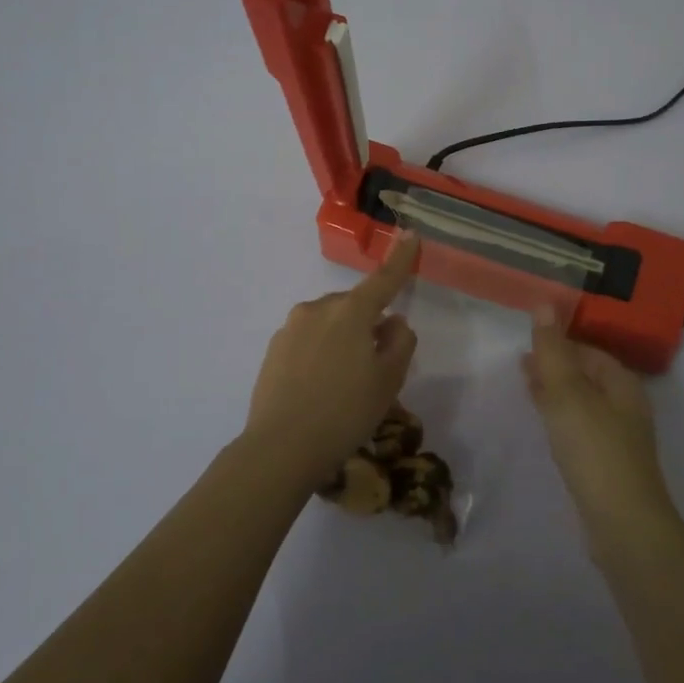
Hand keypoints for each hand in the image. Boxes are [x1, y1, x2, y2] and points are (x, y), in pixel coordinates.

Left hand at [244, 233, 420, 491]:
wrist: (281, 447)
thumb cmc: (345, 412)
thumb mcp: (389, 380)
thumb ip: (400, 342)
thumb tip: (393, 321)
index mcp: (351, 312)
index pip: (383, 280)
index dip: (400, 259)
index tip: (410, 235)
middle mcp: (318, 309)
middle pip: (353, 307)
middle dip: (366, 324)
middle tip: (374, 365)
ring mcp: (291, 328)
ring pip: (328, 324)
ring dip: (341, 340)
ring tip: (343, 384)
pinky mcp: (273, 349)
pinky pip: (307, 341)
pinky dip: (319, 354)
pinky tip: (319, 388)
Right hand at [522, 313, 672, 529]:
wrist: (623, 524)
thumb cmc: (594, 449)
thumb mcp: (567, 393)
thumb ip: (553, 350)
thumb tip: (544, 303)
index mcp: (621, 383)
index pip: (588, 351)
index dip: (559, 344)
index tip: (528, 344)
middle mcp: (625, 405)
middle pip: (587, 376)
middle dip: (556, 367)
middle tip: (521, 365)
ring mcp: (619, 437)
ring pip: (582, 403)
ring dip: (556, 392)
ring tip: (526, 389)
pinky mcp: (608, 464)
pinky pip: (580, 428)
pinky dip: (560, 418)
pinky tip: (546, 425)